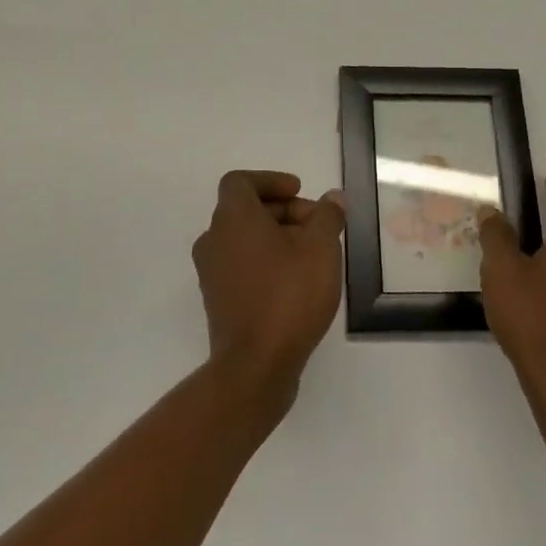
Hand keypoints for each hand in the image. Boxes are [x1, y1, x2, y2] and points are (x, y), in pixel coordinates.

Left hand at [192, 170, 345, 411]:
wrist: (256, 365)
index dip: (271, 180)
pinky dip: (266, 260)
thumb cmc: (289, 295)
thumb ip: (328, 216)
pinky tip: (296, 280)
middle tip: (318, 225)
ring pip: (244, 239)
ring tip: (312, 254)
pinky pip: (241, 265)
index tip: (300, 191)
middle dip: (283, 210)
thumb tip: (332, 199)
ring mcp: (212, 273)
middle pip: (245, 210)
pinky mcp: (218, 300)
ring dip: (276, 237)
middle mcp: (214, 240)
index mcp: (232, 218)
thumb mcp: (321, 248)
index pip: (240, 182)